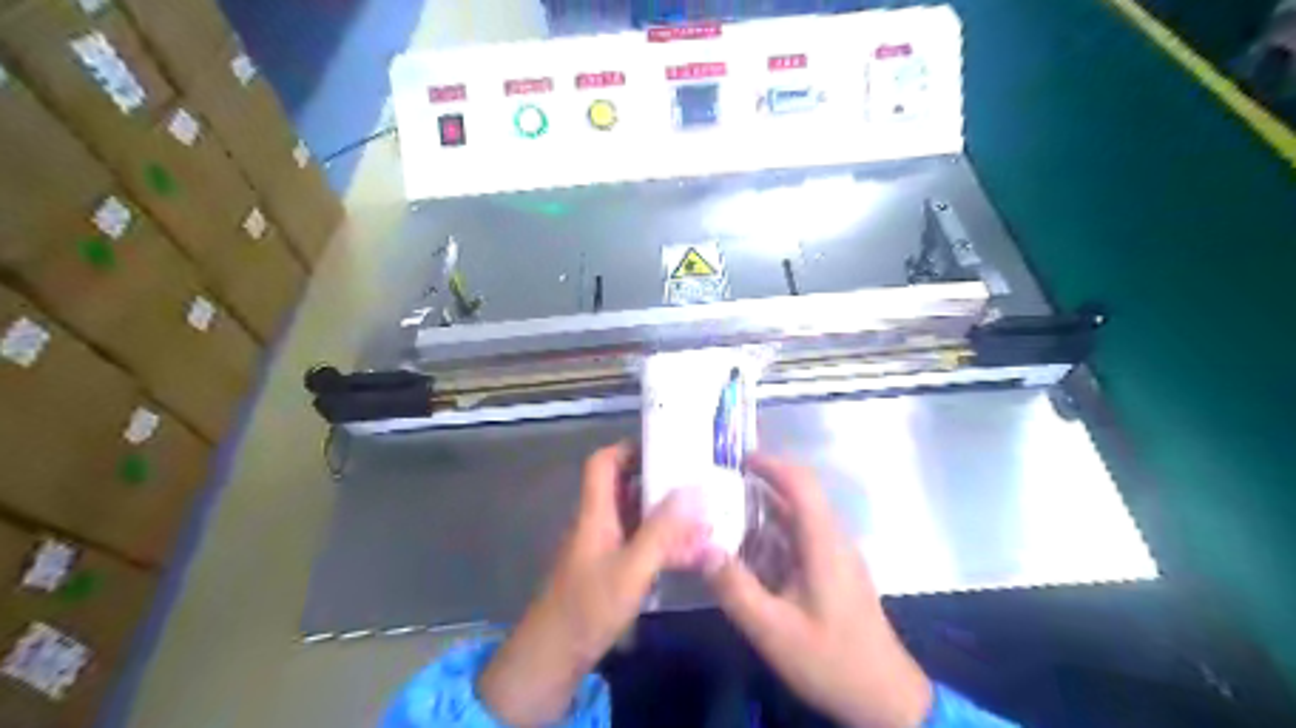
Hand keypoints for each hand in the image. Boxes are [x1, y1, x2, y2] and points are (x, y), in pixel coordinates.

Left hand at [477, 441, 705, 724]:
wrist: (552, 658)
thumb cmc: (588, 607)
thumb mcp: (632, 567)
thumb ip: (663, 530)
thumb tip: (694, 490)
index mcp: (595, 513)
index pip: (603, 463)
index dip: (629, 449)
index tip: (665, 448)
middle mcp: (597, 523)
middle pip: (625, 489)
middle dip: (660, 484)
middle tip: (696, 484)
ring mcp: (601, 549)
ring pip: (636, 519)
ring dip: (666, 518)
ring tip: (704, 520)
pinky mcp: (607, 572)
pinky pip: (638, 545)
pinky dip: (662, 544)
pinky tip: (690, 555)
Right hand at [699, 454, 932, 727]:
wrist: (883, 697)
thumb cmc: (830, 660)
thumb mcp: (772, 629)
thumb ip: (734, 587)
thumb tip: (699, 546)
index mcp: (823, 542)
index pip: (800, 483)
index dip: (770, 464)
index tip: (734, 461)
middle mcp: (832, 539)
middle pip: (797, 495)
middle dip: (758, 485)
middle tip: (717, 490)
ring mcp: (835, 555)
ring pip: (797, 518)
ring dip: (762, 513)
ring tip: (722, 517)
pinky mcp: (833, 571)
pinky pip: (799, 539)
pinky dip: (771, 536)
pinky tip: (745, 554)